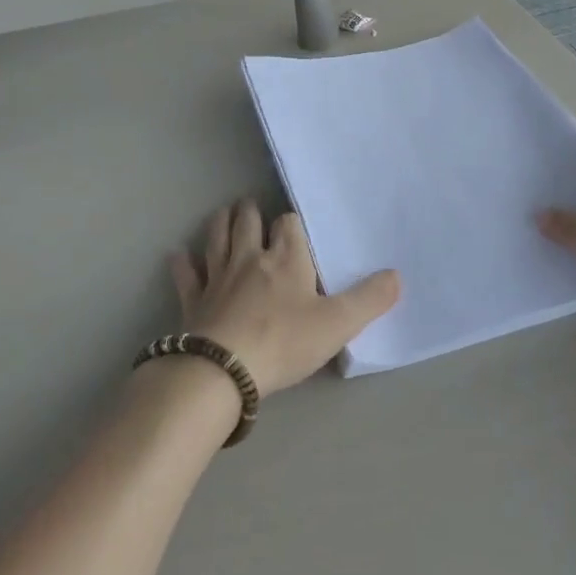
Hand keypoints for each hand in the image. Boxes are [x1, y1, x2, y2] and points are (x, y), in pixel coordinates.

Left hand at [169, 200, 400, 395]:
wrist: (223, 369)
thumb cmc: (284, 342)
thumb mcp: (338, 324)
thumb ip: (370, 299)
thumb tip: (397, 275)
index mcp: (286, 260)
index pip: (289, 226)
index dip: (292, 224)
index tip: (294, 227)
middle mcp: (250, 259)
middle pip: (247, 223)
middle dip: (251, 212)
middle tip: (251, 205)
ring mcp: (218, 278)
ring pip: (217, 239)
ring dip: (221, 224)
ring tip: (224, 213)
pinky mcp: (194, 301)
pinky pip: (186, 275)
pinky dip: (183, 263)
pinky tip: (178, 255)